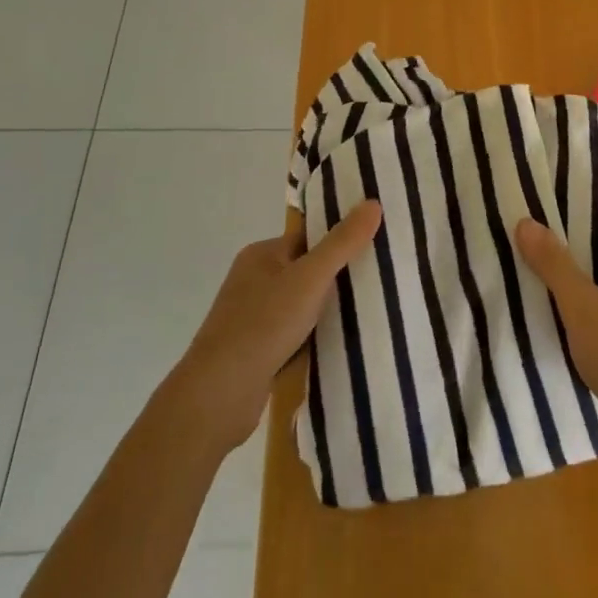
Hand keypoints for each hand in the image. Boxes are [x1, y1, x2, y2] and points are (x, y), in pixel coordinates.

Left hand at [169, 200, 383, 455]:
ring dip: (325, 311)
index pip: (308, 238)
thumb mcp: (311, 277)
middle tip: (377, 281)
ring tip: (367, 313)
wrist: (219, 394)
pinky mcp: (255, 350)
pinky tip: (338, 344)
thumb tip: (373, 202)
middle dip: (336, 278)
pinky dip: (312, 337)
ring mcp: (252, 317)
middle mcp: (253, 280)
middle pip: (306, 270)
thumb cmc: (264, 324)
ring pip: (301, 305)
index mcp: (261, 254)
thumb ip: (343, 242)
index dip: (339, 241)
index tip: (374, 247)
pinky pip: (293, 334)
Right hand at [515, 202, 597, 441]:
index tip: (552, 203)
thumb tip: (526, 221)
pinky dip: (585, 301)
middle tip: (534, 232)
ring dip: (578, 272)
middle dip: (575, 238)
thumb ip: (554, 262)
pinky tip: (554, 308)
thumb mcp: (580, 305)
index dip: (588, 204)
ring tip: (535, 265)